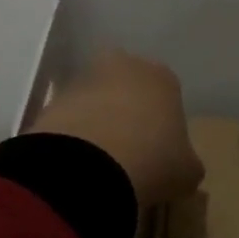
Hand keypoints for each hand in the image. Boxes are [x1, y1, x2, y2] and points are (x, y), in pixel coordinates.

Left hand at [29, 51, 203, 208]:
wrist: (87, 166)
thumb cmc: (153, 160)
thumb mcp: (187, 171)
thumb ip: (186, 163)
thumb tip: (181, 166)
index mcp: (163, 77)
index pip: (169, 95)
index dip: (165, 124)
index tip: (161, 153)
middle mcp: (124, 66)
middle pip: (129, 90)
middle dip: (128, 114)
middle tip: (130, 153)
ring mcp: (83, 80)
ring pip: (96, 101)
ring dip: (98, 124)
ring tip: (100, 165)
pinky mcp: (51, 100)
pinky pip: (69, 119)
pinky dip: (72, 138)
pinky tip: (77, 166)